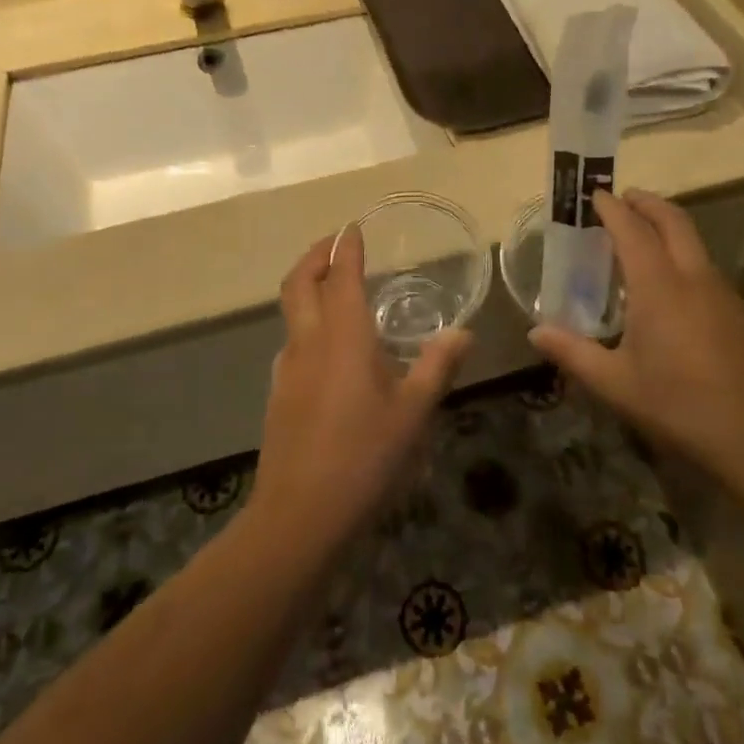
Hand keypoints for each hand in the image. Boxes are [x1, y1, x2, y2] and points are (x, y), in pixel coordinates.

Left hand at [251, 231, 471, 553]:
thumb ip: (438, 367)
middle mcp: (310, 341)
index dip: (347, 248)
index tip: (354, 227)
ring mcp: (288, 368)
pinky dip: (307, 324)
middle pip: (299, 283)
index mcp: (344, 336)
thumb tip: (464, 333)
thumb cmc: (364, 457)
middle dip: (315, 255)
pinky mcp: (279, 395)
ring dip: (307, 288)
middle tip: (335, 244)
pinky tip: (329, 350)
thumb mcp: (413, 413)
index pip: (341, 275)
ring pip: (291, 312)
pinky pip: (292, 342)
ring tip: (334, 291)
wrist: (300, 516)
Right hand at [529, 189, 743, 498]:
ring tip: (642, 239)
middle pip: (673, 220)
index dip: (612, 208)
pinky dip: (683, 256)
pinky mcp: (741, 313)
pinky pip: (706, 268)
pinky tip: (672, 289)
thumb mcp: (616, 384)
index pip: (632, 230)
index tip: (595, 194)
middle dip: (647, 202)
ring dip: (668, 227)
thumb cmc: (680, 405)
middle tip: (623, 198)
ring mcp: (724, 293)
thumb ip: (573, 353)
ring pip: (694, 242)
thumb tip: (535, 331)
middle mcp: (693, 277)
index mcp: (659, 285)